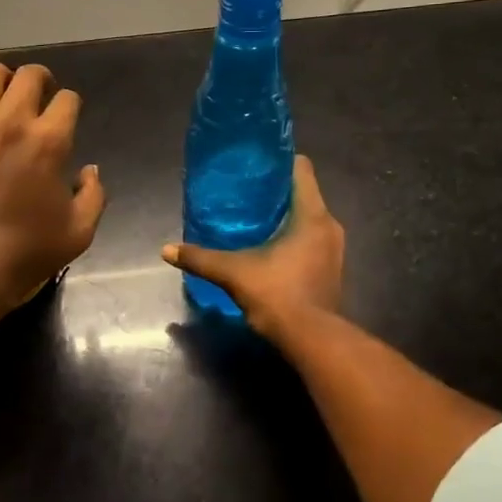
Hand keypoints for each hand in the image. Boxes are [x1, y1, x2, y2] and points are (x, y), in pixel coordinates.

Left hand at [0, 63, 105, 313]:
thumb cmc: (25, 253)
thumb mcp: (79, 232)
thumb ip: (94, 195)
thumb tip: (90, 170)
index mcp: (50, 141)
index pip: (68, 100)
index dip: (69, 105)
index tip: (64, 116)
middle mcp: (12, 121)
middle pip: (29, 76)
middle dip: (39, 80)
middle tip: (35, 94)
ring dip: (0, 77)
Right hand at [161, 156, 344, 335]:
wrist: (311, 339)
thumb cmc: (277, 294)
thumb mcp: (233, 273)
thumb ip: (201, 259)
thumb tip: (166, 250)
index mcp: (312, 215)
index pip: (302, 170)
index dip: (280, 161)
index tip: (257, 163)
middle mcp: (329, 226)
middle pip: (304, 194)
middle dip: (277, 191)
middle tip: (247, 192)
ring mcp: (334, 250)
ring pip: (310, 219)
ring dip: (287, 216)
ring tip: (255, 219)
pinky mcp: (332, 269)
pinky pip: (313, 240)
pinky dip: (295, 237)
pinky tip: (271, 247)